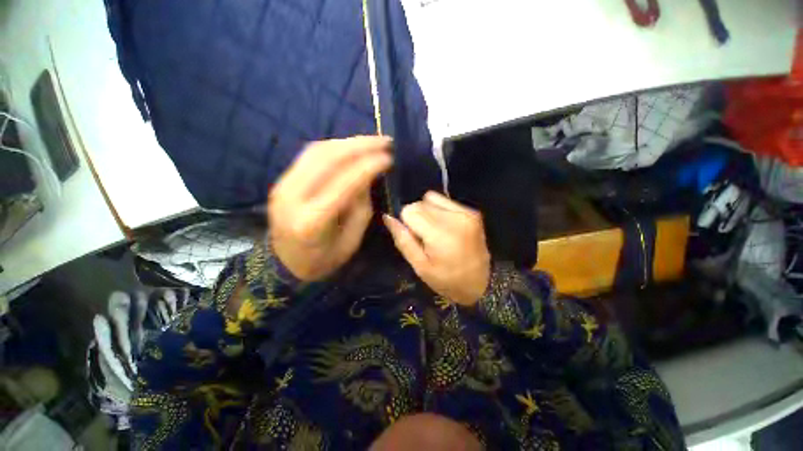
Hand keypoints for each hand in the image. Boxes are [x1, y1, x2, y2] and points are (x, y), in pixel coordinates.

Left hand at [268, 136, 392, 280]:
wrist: (285, 264)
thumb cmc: (323, 260)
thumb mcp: (351, 241)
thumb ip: (360, 207)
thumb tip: (368, 177)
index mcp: (312, 222)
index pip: (344, 184)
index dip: (368, 166)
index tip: (389, 157)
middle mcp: (292, 198)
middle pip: (327, 159)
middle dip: (360, 145)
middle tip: (384, 141)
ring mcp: (282, 185)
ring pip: (317, 151)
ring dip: (348, 142)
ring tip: (371, 141)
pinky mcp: (282, 180)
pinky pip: (310, 155)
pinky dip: (334, 147)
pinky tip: (351, 147)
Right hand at [383, 191, 490, 305]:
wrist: (481, 283)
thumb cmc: (447, 280)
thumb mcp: (420, 266)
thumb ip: (403, 240)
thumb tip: (388, 217)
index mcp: (440, 234)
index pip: (409, 210)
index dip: (406, 223)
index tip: (414, 238)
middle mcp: (454, 218)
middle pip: (420, 203)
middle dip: (416, 217)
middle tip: (425, 237)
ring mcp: (466, 212)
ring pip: (431, 198)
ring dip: (427, 211)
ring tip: (435, 231)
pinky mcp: (472, 211)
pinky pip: (445, 201)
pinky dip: (439, 210)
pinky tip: (445, 226)